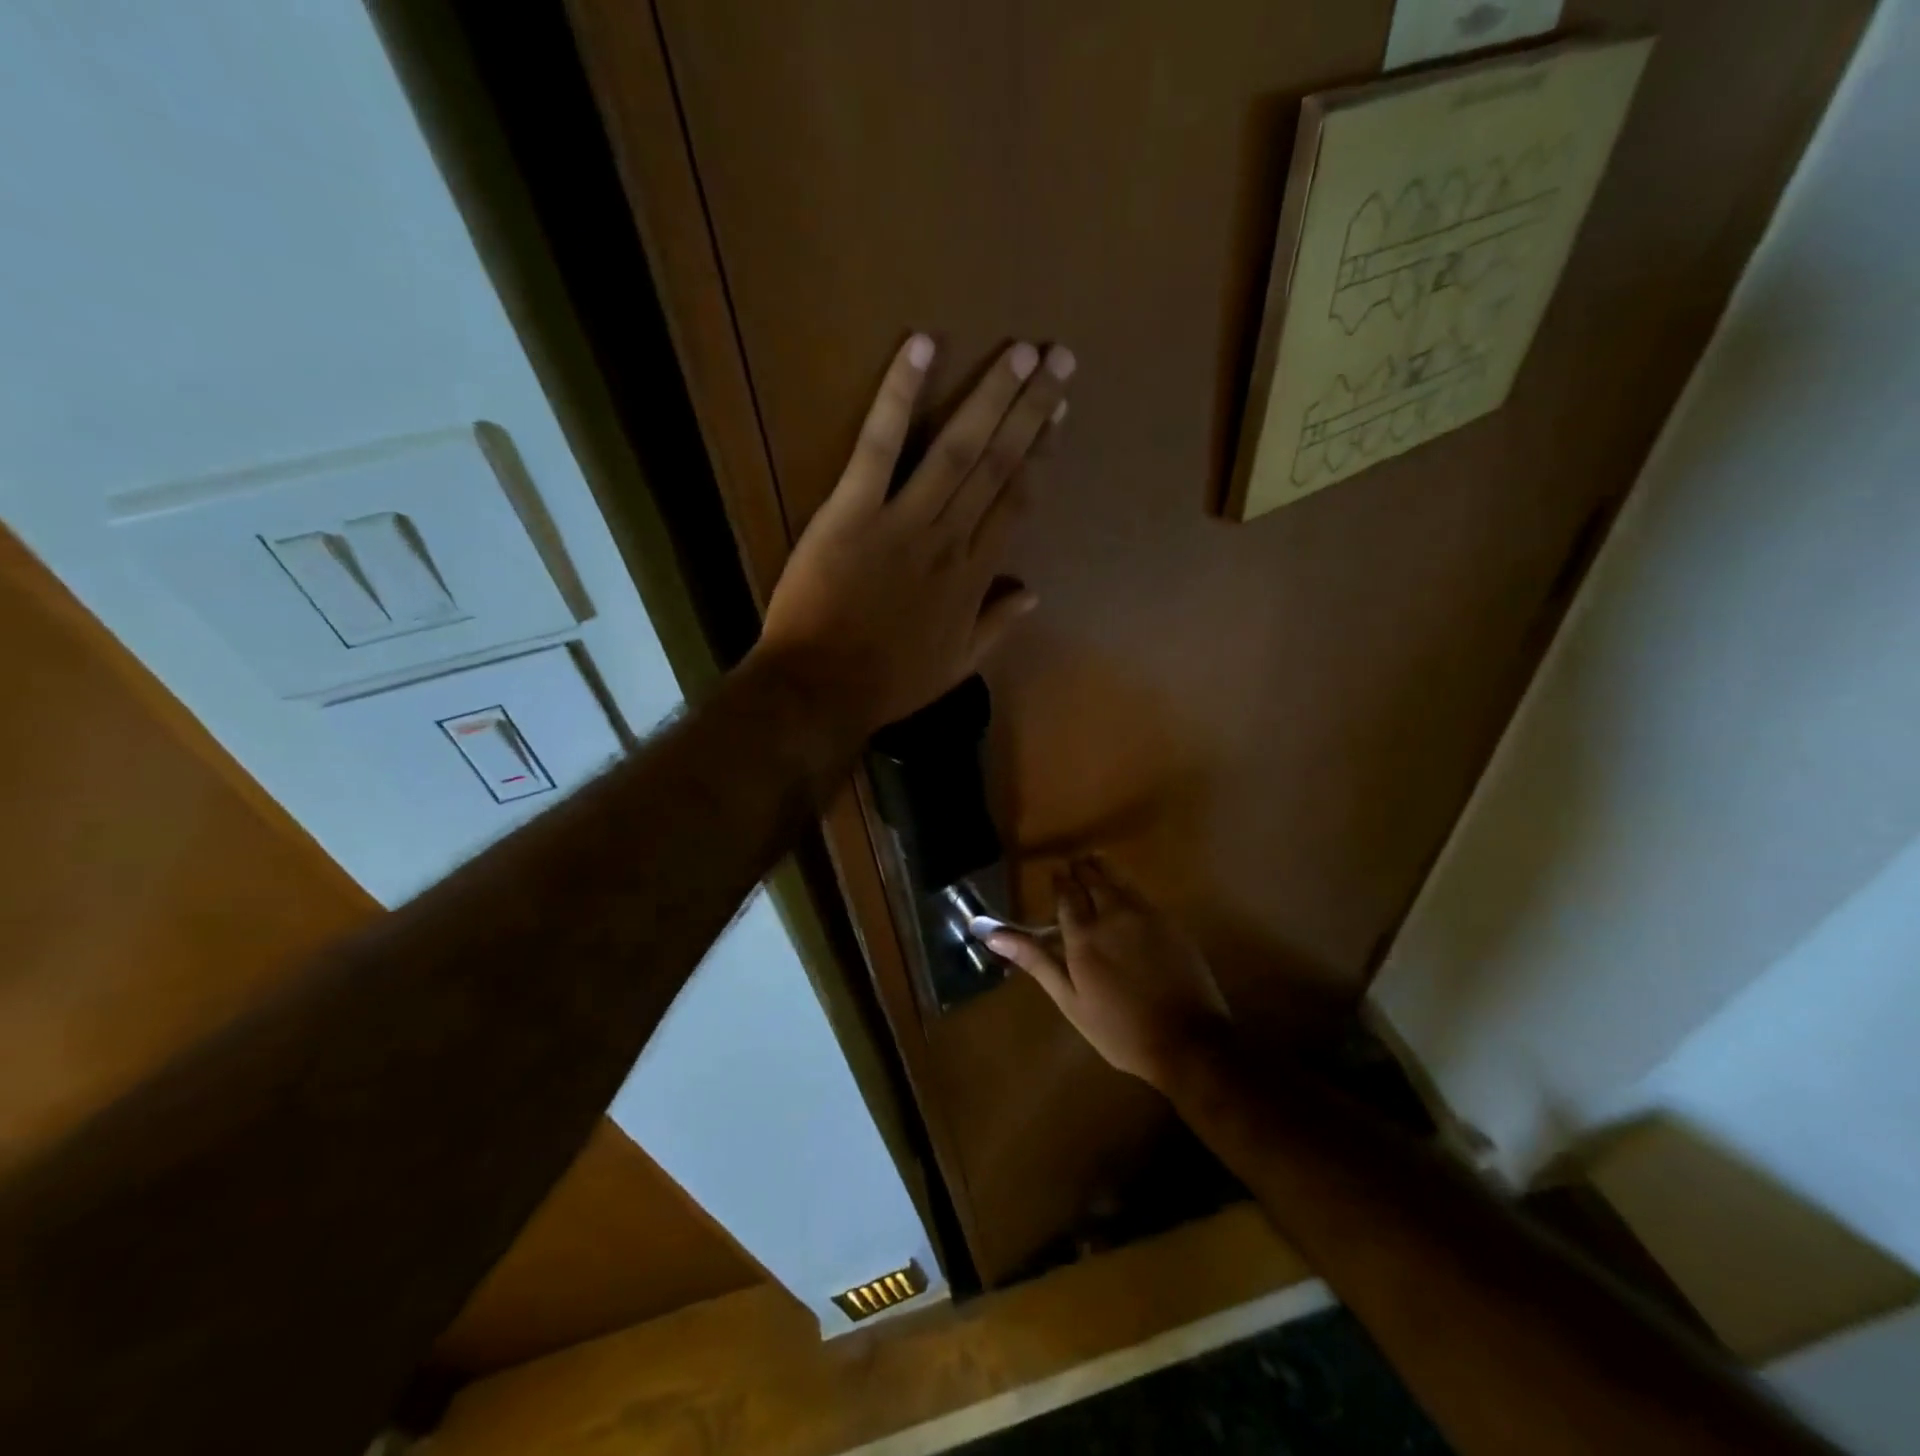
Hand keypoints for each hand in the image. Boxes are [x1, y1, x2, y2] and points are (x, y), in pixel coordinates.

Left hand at [754, 333, 1074, 737]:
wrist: (821, 689)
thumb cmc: (889, 682)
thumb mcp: (957, 667)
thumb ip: (997, 625)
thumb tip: (1034, 591)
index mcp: (974, 576)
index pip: (1016, 503)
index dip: (1039, 455)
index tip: (1058, 415)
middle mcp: (950, 539)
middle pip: (997, 465)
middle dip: (1030, 410)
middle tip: (1058, 360)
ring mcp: (902, 521)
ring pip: (956, 450)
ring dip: (991, 397)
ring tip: (1020, 352)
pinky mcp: (851, 510)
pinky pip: (879, 445)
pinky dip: (899, 395)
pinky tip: (922, 346)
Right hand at [988, 857, 1231, 1090]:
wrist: (1188, 1042)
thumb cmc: (1120, 1029)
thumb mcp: (1070, 1000)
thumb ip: (1036, 961)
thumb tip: (992, 935)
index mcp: (1084, 935)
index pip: (1066, 893)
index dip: (1059, 881)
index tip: (1054, 874)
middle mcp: (1114, 915)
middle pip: (1094, 878)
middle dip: (1080, 869)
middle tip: (1073, 867)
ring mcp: (1146, 915)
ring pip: (1120, 879)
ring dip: (1103, 869)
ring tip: (1094, 866)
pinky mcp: (1171, 922)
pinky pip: (1142, 893)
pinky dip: (1127, 886)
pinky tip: (1125, 893)